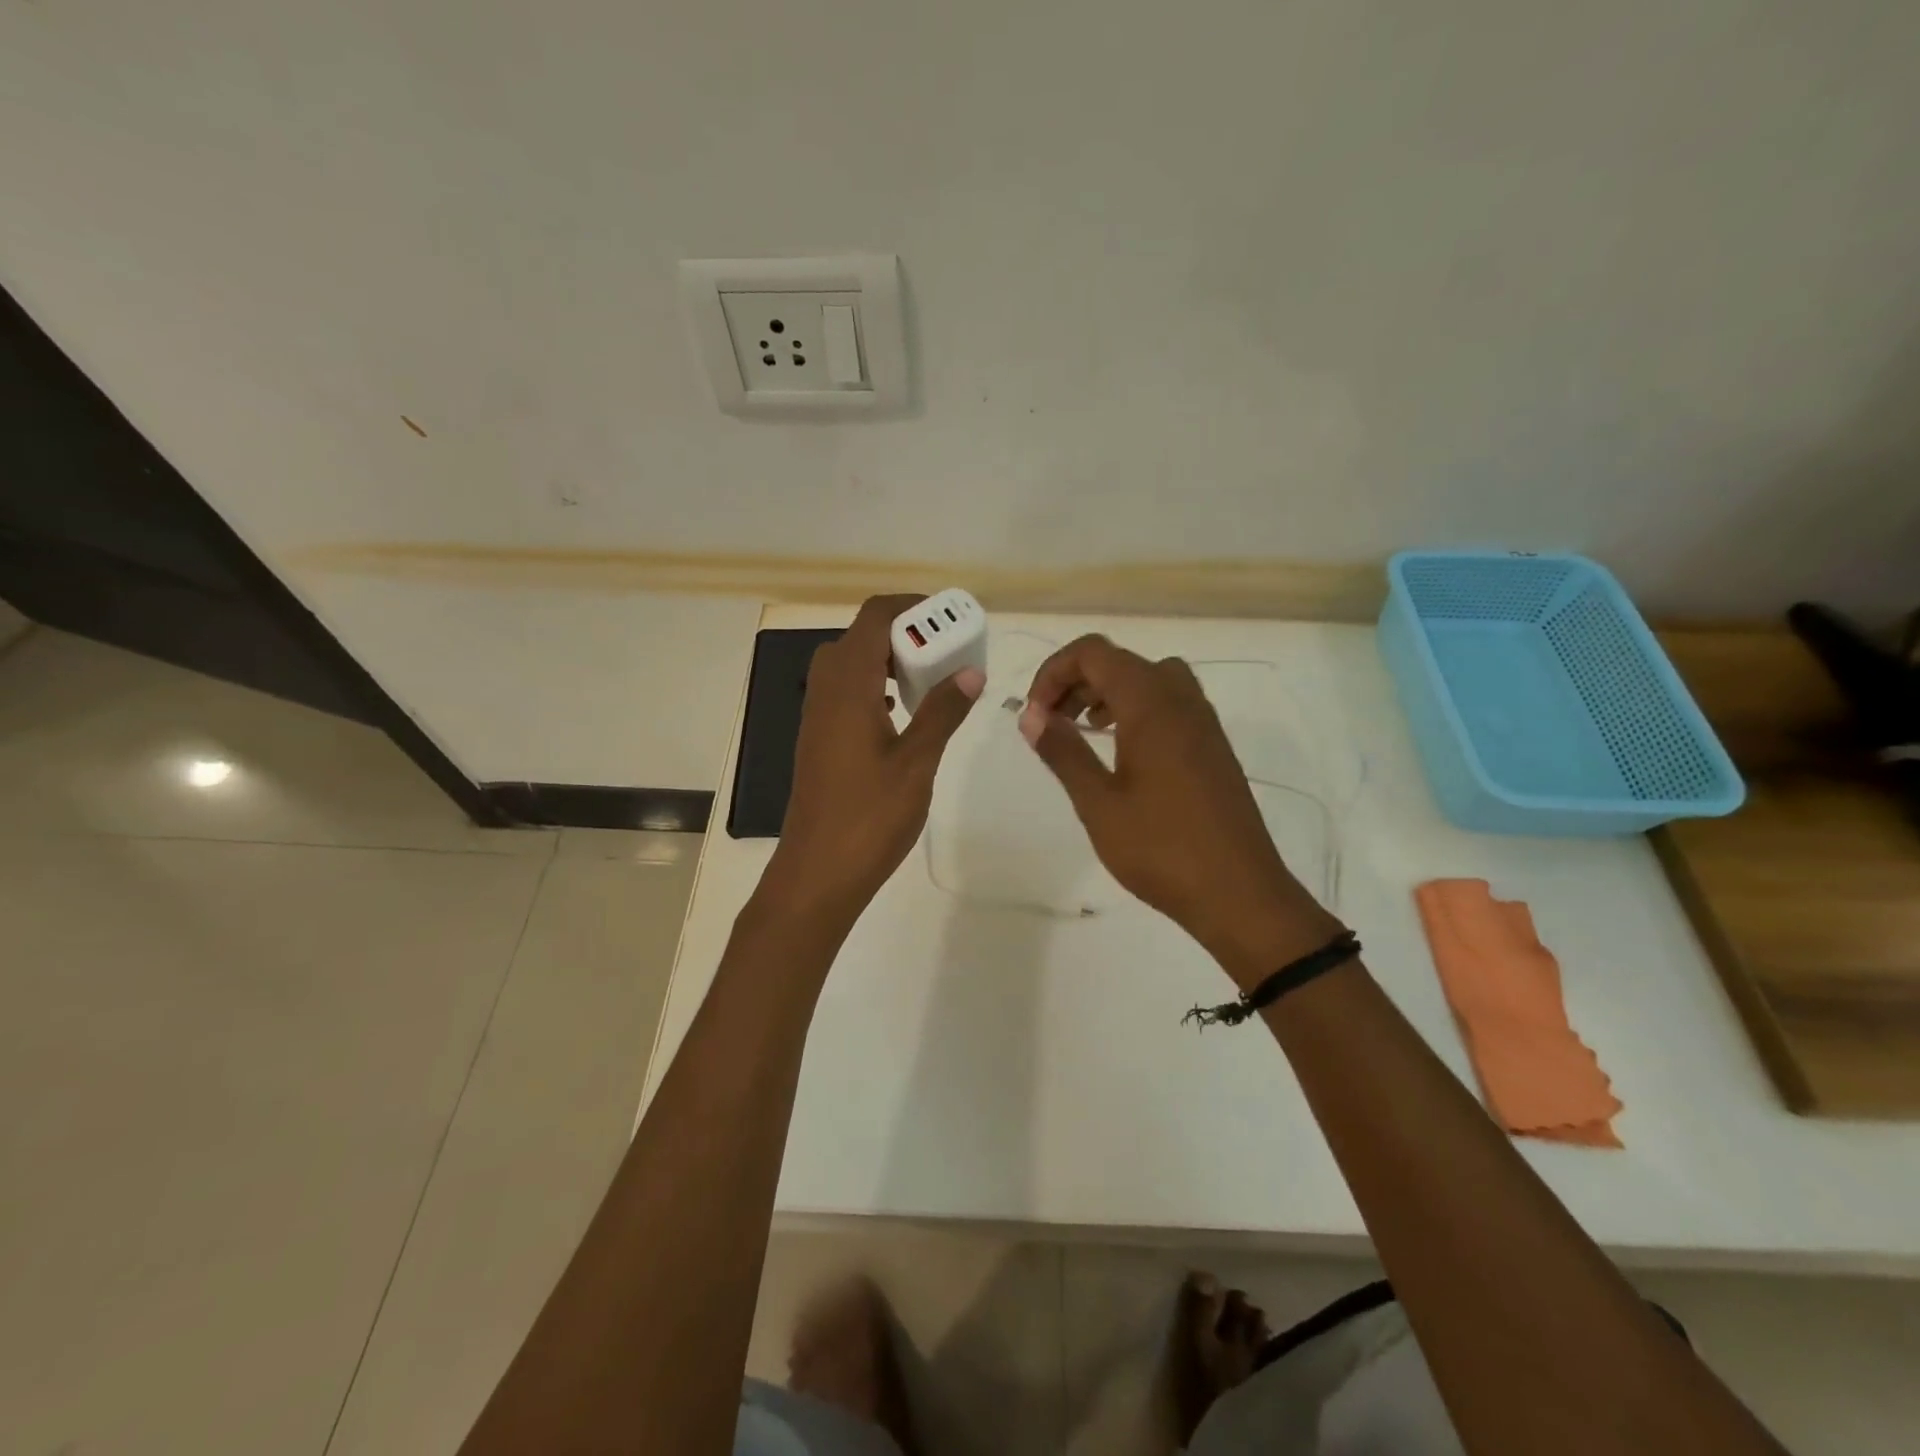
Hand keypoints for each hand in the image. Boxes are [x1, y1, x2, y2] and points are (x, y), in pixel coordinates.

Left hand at [761, 595, 984, 931]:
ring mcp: (817, 715)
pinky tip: (901, 716)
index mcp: (848, 685)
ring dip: (889, 660)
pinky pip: (846, 691)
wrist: (817, 872)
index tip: (950, 618)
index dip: (912, 606)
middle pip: (861, 635)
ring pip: (851, 664)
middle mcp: (826, 689)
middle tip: (945, 653)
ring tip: (930, 682)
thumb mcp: (917, 761)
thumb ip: (943, 711)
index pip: (875, 617)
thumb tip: (971, 671)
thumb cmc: (870, 816)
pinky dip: (875, 687)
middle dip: (905, 633)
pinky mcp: (818, 738)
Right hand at [1019, 635, 1343, 984]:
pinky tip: (1122, 752)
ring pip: (1148, 679)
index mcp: (1151, 704)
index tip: (1034, 714)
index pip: (1093, 652)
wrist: (1239, 893)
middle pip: (1120, 661)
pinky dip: (1136, 709)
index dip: (1054, 671)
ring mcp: (1203, 722)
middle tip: (1050, 723)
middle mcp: (1181, 699)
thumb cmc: (1161, 848)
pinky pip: (1170, 703)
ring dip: (1108, 692)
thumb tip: (1031, 716)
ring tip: (1084, 729)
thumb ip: (1063, 752)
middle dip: (1076, 681)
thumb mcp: (1098, 803)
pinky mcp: (1213, 746)